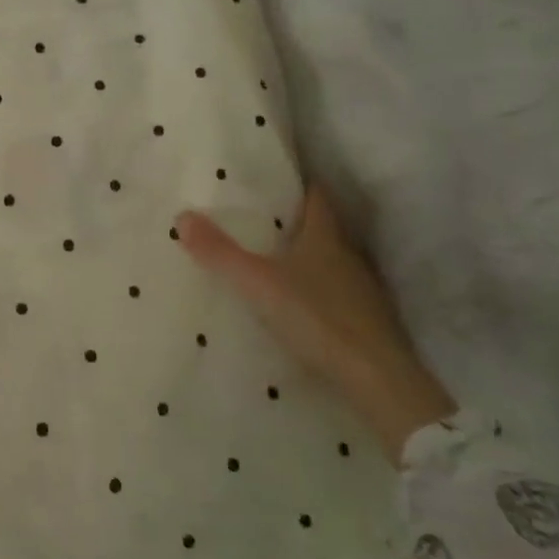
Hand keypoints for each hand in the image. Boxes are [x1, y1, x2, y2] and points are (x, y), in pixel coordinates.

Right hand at [177, 187, 454, 462]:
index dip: (296, 184)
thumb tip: (182, 215)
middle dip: (293, 221)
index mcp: (325, 236)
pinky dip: (316, 291)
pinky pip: (335, 293)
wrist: (376, 378)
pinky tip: (295, 303)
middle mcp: (347, 255)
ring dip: (305, 257)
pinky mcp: (366, 321)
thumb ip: (220, 252)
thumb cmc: (317, 317)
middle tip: (258, 218)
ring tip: (270, 259)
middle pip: (322, 227)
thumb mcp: (257, 283)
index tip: (272, 179)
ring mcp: (361, 290)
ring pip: (329, 261)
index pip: (316, 195)